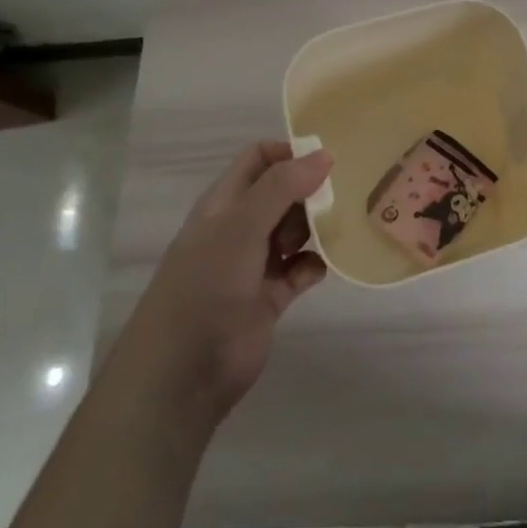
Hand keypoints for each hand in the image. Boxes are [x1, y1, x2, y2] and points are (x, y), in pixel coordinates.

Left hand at [140, 141, 330, 421]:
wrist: (182, 374)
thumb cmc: (205, 286)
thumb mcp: (241, 227)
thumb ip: (282, 187)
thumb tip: (324, 154)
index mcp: (225, 203)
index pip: (259, 159)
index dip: (290, 153)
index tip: (327, 159)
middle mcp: (240, 227)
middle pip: (283, 193)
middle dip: (312, 189)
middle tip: (344, 193)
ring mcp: (255, 263)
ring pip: (295, 230)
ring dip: (318, 226)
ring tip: (343, 224)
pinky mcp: (270, 297)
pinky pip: (302, 269)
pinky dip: (316, 264)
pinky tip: (327, 265)